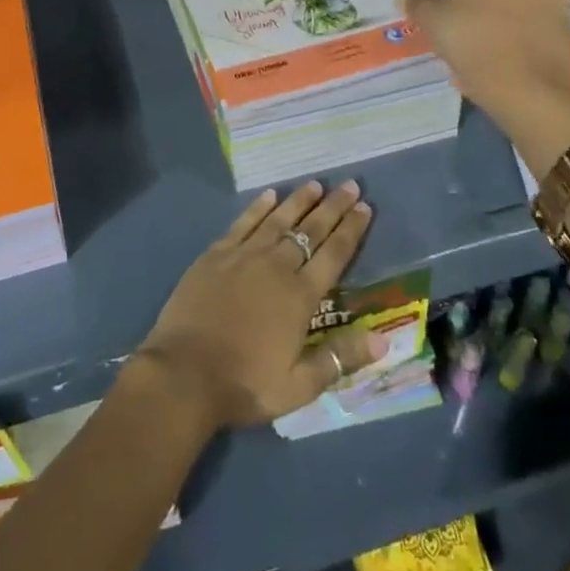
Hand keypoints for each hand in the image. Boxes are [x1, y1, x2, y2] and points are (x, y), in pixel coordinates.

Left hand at [136, 181, 381, 430]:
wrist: (185, 373)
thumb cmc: (245, 384)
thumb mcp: (299, 386)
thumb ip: (340, 358)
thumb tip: (384, 341)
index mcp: (300, 296)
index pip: (334, 255)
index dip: (351, 230)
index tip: (365, 207)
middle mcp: (276, 266)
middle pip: (310, 229)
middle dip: (333, 206)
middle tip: (350, 185)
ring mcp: (244, 255)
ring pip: (278, 219)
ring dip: (299, 200)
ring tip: (315, 184)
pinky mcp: (216, 253)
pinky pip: (244, 223)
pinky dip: (259, 207)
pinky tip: (270, 194)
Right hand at [398, 0, 569, 160]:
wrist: (527, 89)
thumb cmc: (472, 43)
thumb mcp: (432, 22)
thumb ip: (417, 4)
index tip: (451, 18)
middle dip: (485, 3)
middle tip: (468, 35)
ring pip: (520, 4)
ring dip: (507, 20)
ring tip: (491, 52)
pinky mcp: (569, 25)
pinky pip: (538, 26)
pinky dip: (525, 38)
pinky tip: (511, 62)